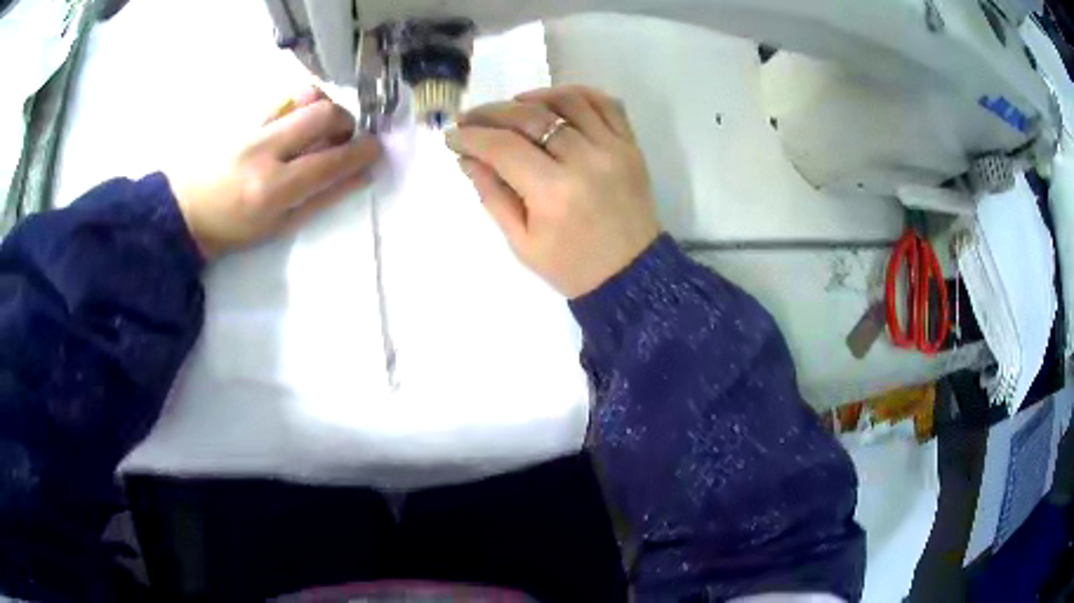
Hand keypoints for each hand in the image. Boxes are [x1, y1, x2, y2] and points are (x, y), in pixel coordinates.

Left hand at [171, 89, 381, 258]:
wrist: (186, 209)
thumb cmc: (233, 229)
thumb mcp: (279, 226)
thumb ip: (322, 198)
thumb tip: (362, 175)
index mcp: (273, 188)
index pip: (331, 160)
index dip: (362, 152)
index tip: (376, 150)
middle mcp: (264, 149)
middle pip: (324, 113)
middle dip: (346, 123)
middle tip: (342, 140)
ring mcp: (254, 126)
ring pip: (306, 97)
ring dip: (324, 110)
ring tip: (318, 130)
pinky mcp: (245, 114)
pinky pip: (285, 96)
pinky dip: (302, 104)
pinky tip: (297, 121)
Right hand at [447, 85, 659, 297]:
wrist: (630, 274)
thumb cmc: (570, 266)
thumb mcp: (521, 242)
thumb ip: (492, 195)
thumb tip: (467, 157)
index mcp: (554, 193)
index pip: (503, 147)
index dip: (471, 137)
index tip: (452, 136)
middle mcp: (585, 161)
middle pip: (531, 117)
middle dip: (492, 113)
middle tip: (471, 118)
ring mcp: (613, 149)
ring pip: (568, 101)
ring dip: (533, 98)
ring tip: (511, 106)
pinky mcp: (631, 146)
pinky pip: (605, 104)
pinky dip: (576, 94)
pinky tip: (553, 101)